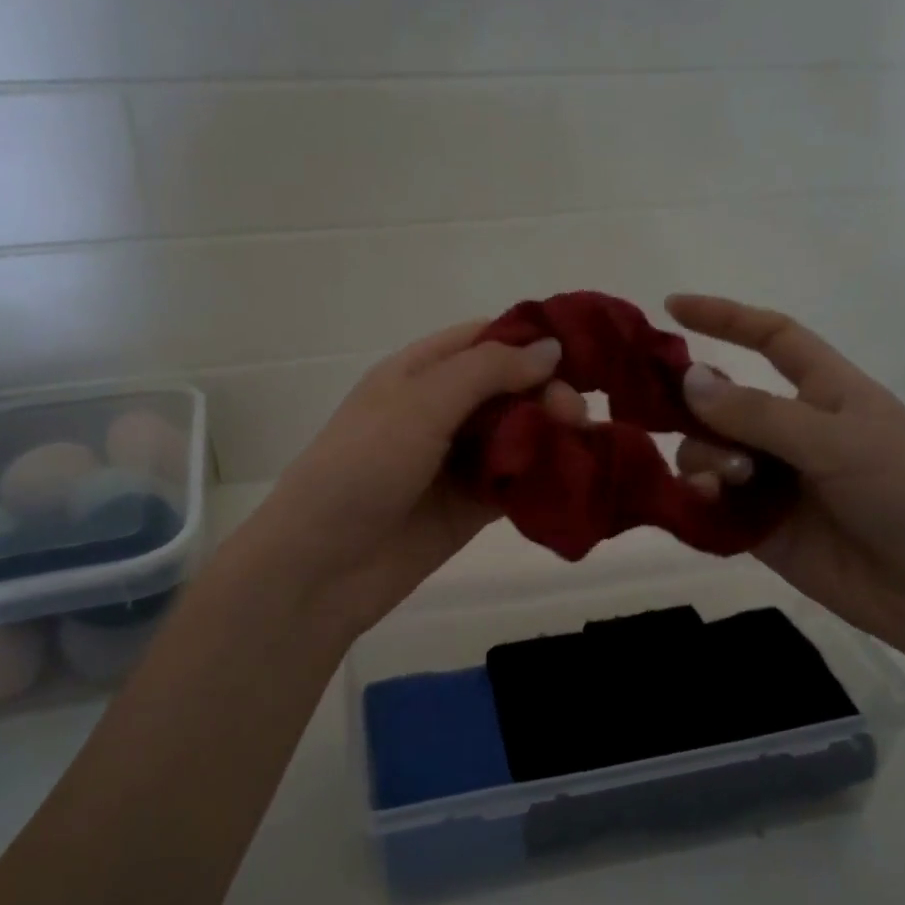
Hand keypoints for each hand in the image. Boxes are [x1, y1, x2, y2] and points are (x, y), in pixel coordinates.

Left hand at [229, 319, 586, 640]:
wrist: (323, 564)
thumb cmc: (362, 467)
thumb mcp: (420, 403)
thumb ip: (487, 371)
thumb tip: (551, 349)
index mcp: (420, 372)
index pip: (485, 340)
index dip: (531, 341)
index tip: (581, 353)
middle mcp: (441, 410)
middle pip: (509, 388)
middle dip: (547, 392)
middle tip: (574, 415)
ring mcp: (457, 461)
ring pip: (518, 434)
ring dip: (552, 435)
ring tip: (581, 445)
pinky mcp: (472, 506)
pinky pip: (516, 482)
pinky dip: (544, 477)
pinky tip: (575, 476)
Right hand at [664, 294, 904, 670]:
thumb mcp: (837, 441)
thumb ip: (758, 414)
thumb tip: (688, 380)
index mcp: (825, 392)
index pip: (771, 338)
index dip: (725, 318)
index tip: (672, 307)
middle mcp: (794, 432)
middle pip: (723, 402)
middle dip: (695, 406)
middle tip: (670, 418)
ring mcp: (776, 483)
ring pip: (710, 454)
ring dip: (705, 458)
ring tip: (728, 481)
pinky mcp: (762, 530)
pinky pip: (712, 504)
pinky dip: (698, 499)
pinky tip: (702, 504)